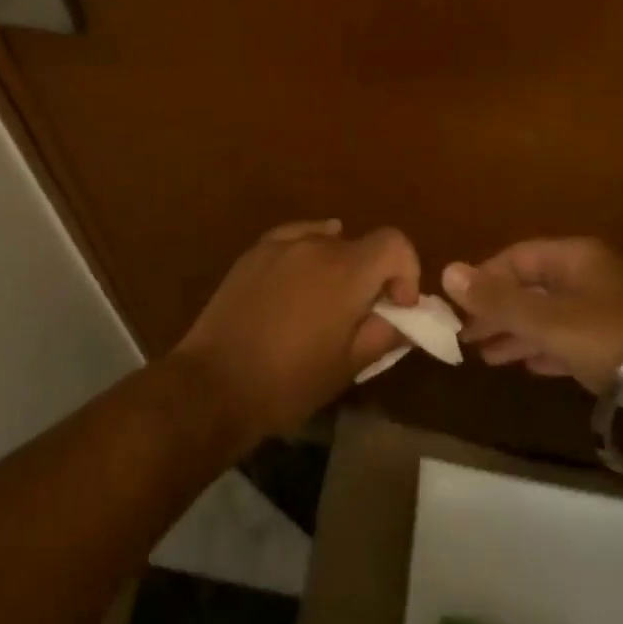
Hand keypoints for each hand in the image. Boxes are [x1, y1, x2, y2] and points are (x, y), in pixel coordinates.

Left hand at [174, 219, 419, 440]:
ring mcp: (280, 244)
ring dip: (338, 265)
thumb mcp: (349, 366)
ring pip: (326, 241)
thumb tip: (402, 318)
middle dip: (372, 274)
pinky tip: (300, 278)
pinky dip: (307, 252)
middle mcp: (315, 245)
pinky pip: (293, 240)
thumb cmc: (289, 382)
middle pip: (360, 244)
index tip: (397, 305)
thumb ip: (384, 333)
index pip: (394, 242)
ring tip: (324, 303)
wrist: (216, 383)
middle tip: (361, 313)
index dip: (406, 270)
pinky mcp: (253, 252)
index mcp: (346, 271)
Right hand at [444, 237, 622, 395]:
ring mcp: (607, 308)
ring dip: (517, 333)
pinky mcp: (620, 341)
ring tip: (488, 357)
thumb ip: (497, 300)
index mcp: (573, 258)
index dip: (484, 280)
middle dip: (497, 312)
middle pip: (531, 287)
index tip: (458, 308)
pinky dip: (545, 348)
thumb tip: (447, 271)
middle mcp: (589, 275)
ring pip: (549, 315)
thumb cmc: (611, 340)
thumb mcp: (547, 321)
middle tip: (467, 338)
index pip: (515, 258)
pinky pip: (570, 337)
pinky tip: (528, 366)